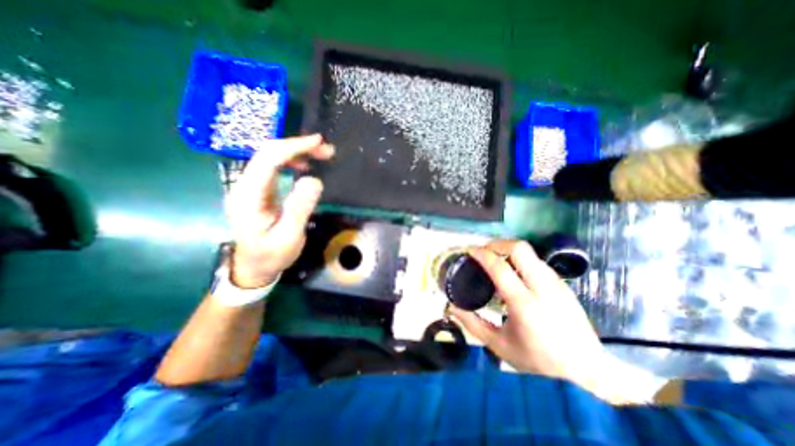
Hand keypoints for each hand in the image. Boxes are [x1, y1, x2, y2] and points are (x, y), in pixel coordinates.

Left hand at [224, 135, 332, 288]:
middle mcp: (244, 186)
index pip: (267, 160)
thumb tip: (314, 180)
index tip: (318, 143)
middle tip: (325, 150)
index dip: (293, 147)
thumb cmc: (272, 255)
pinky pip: (273, 167)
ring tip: (320, 155)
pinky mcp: (258, 190)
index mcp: (248, 197)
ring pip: (270, 157)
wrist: (254, 267)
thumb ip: (299, 209)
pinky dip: (291, 161)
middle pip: (267, 153)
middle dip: (297, 146)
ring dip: (295, 151)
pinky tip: (305, 165)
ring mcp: (250, 187)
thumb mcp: (288, 237)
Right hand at [450, 243, 598, 380]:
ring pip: (529, 252)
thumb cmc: (540, 360)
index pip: (499, 267)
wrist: (589, 370)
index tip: (470, 251)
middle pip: (519, 248)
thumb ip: (472, 324)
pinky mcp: (562, 283)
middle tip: (483, 251)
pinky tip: (514, 273)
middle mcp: (543, 287)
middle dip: (497, 244)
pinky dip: (520, 259)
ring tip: (496, 260)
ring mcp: (556, 283)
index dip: (481, 254)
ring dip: (508, 250)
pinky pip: (536, 261)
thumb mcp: (499, 346)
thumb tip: (451, 308)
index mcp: (524, 303)